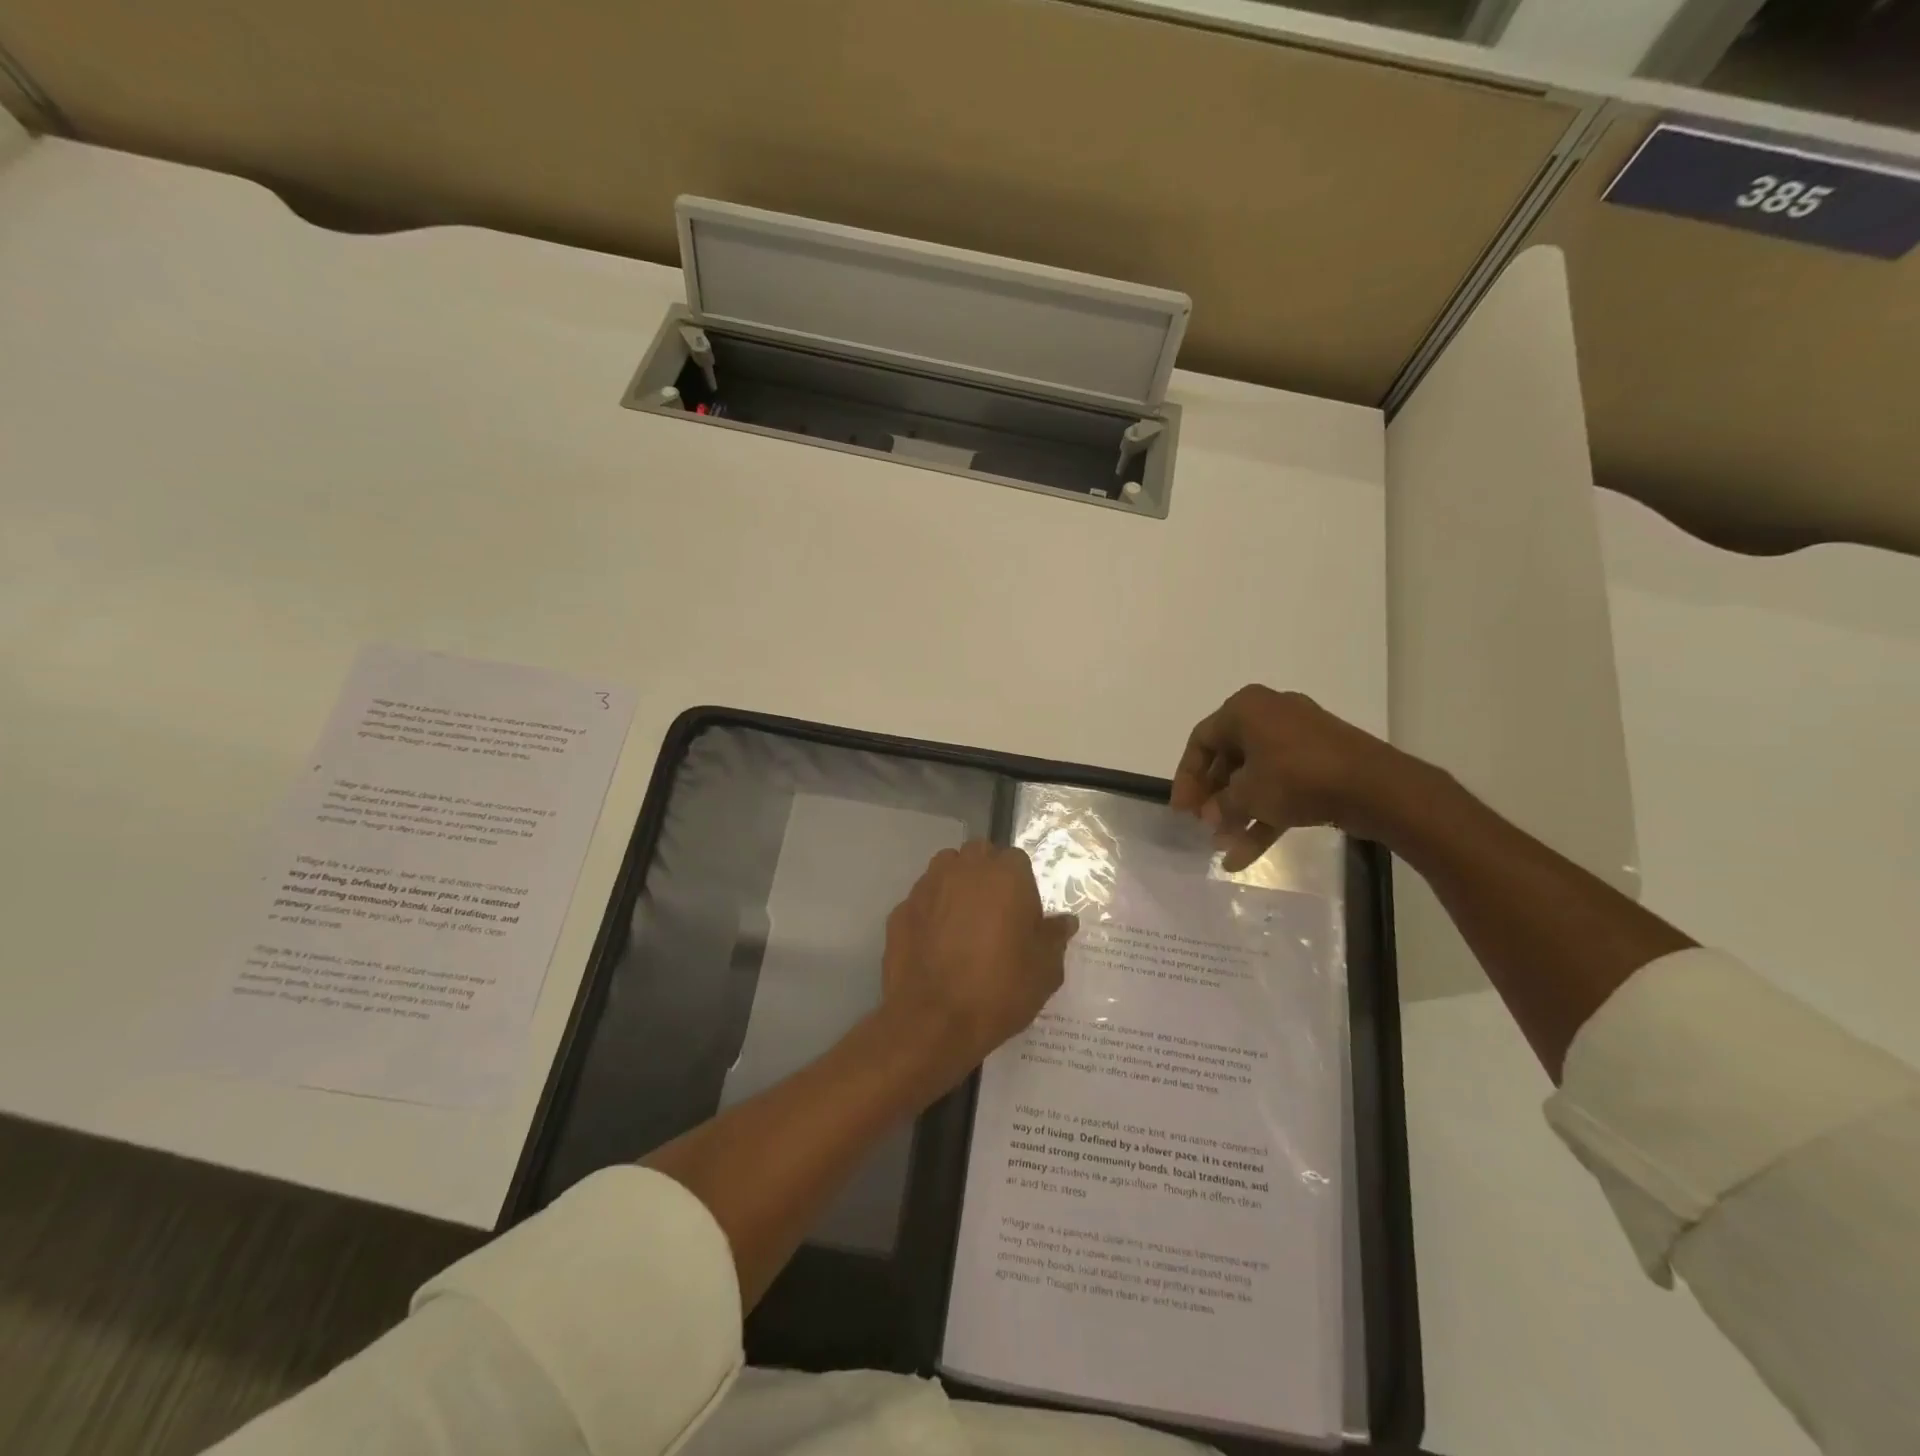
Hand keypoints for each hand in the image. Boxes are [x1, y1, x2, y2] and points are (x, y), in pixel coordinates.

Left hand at [882, 841, 1078, 1076]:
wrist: (933, 1020)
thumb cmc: (999, 989)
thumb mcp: (1045, 970)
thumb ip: (1054, 938)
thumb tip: (1064, 921)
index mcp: (1005, 875)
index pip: (1017, 860)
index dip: (1021, 886)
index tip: (1023, 916)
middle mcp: (964, 869)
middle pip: (978, 856)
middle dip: (987, 875)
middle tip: (995, 915)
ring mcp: (927, 886)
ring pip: (945, 870)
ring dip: (956, 886)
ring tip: (963, 924)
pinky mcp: (900, 909)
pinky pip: (922, 901)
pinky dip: (930, 913)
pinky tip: (935, 944)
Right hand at [1171, 686, 1417, 869]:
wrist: (1376, 787)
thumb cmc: (1297, 777)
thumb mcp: (1248, 794)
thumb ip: (1222, 805)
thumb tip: (1211, 817)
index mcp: (1245, 709)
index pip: (1201, 741)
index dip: (1186, 778)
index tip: (1181, 810)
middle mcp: (1270, 715)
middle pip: (1228, 759)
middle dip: (1214, 797)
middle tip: (1203, 825)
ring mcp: (1298, 739)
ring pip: (1256, 777)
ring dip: (1238, 812)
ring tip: (1223, 846)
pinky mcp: (1321, 763)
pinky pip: (1282, 787)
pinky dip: (1265, 815)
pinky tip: (1246, 854)